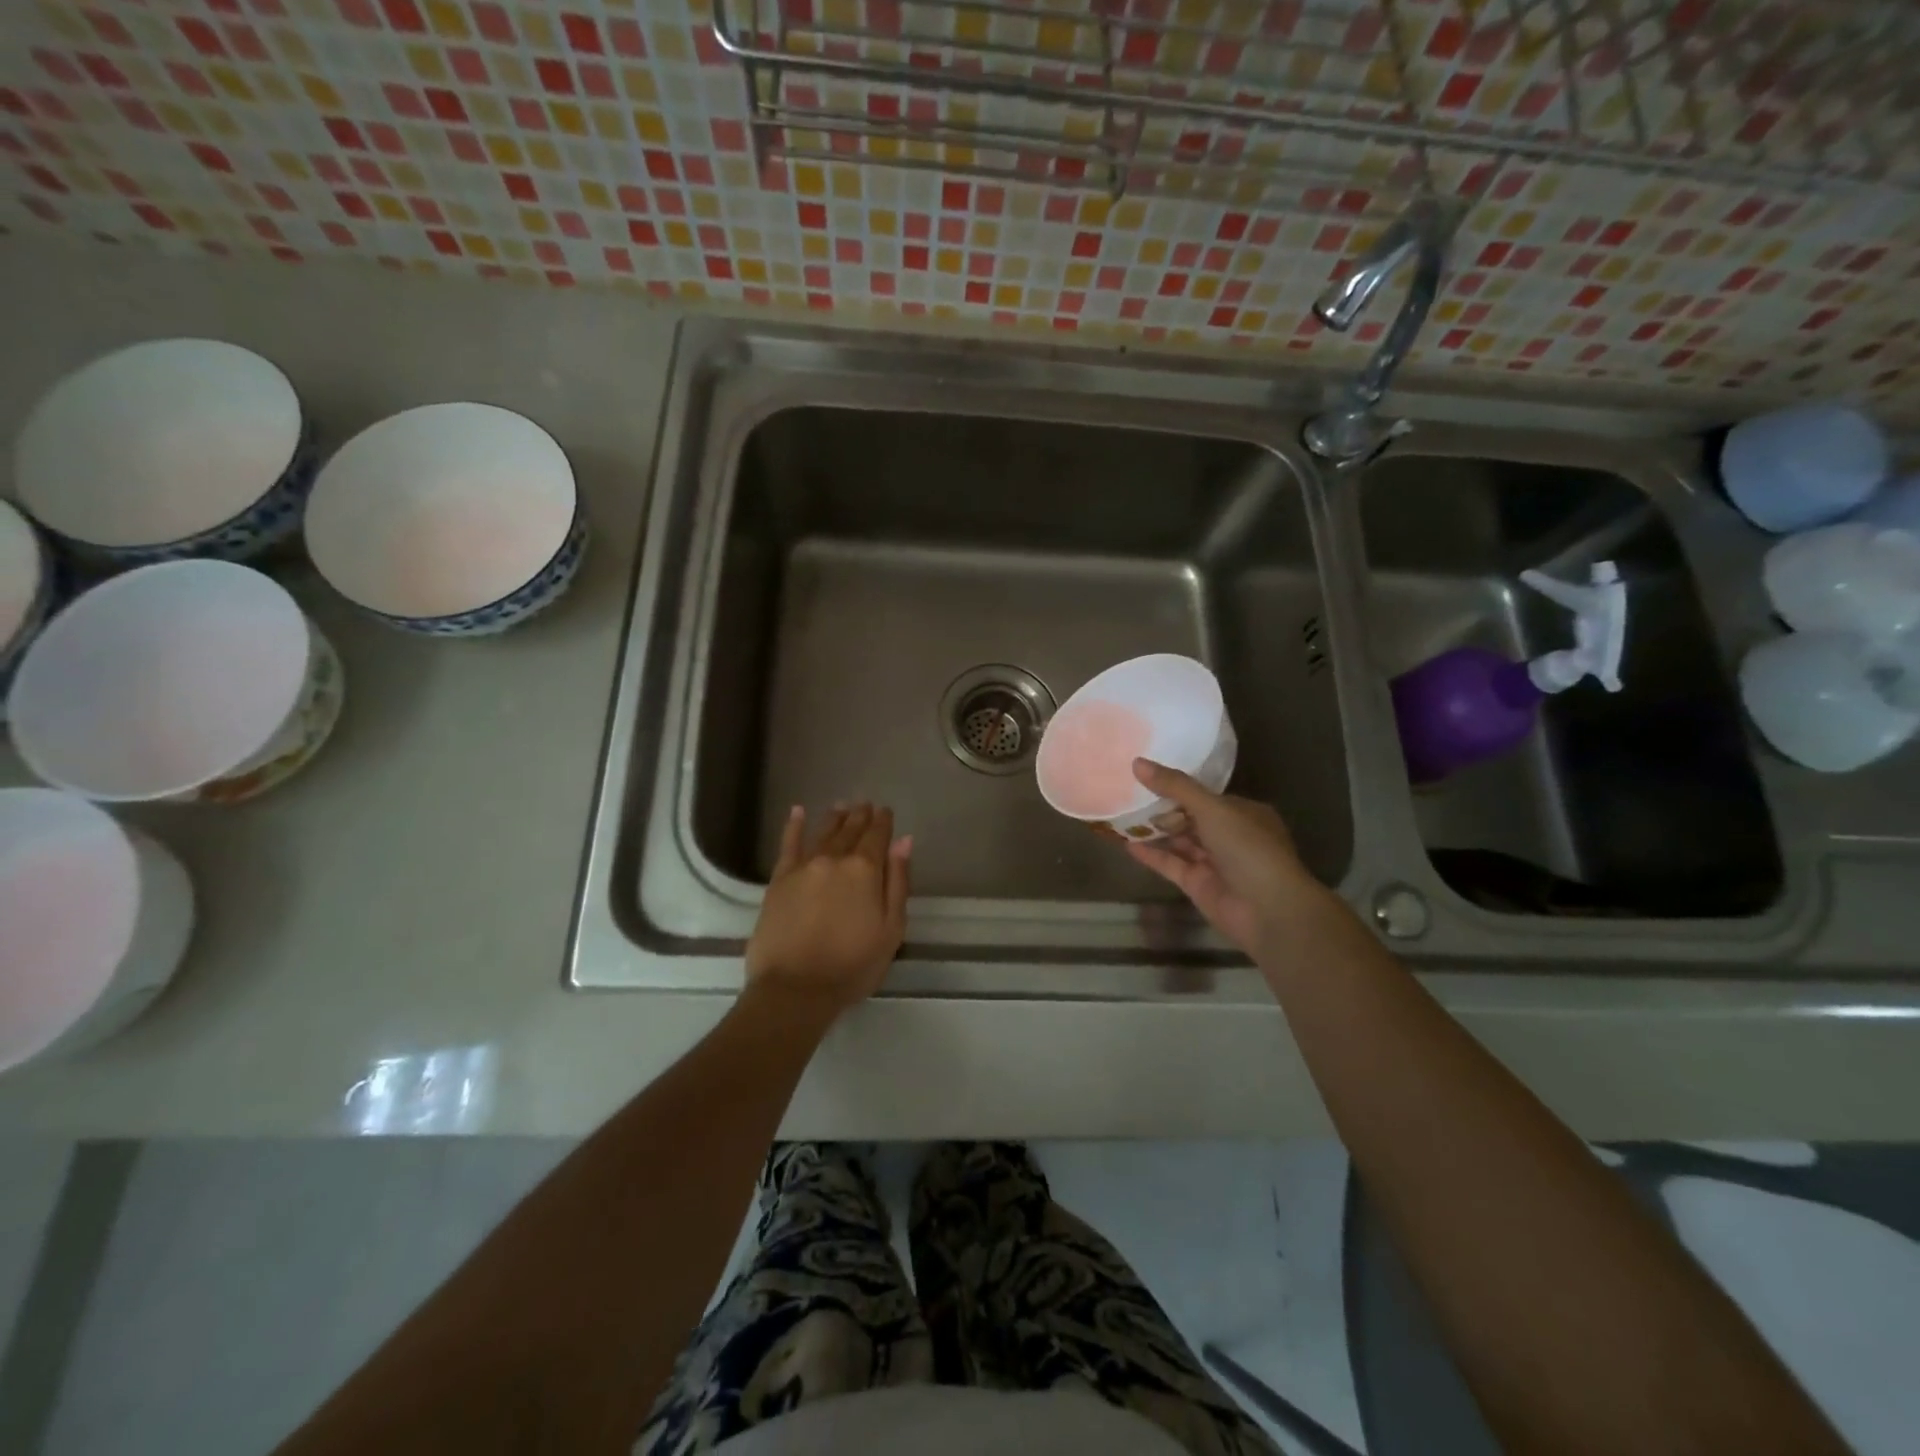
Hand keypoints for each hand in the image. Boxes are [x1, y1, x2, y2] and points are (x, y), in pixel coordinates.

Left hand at [745, 803, 910, 1019]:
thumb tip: (904, 841)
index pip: (877, 836)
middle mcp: (834, 859)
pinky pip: (789, 844)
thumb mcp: (891, 929)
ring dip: (835, 817)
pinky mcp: (779, 879)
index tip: (886, 811)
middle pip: (850, 830)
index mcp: (865, 870)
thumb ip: (898, 882)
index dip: (883, 822)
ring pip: (823, 833)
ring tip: (842, 806)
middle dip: (860, 816)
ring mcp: (804, 866)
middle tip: (865, 804)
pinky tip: (798, 811)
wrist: (795, 988)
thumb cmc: (852, 965)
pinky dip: (794, 826)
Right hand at [1125, 759, 1328, 957]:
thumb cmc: (1247, 848)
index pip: (1206, 796)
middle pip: (1190, 818)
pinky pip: (1170, 864)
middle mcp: (1230, 836)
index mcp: (1243, 813)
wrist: (1267, 909)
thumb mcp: (1211, 808)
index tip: (1146, 776)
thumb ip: (1175, 786)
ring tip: (1121, 814)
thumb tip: (1137, 762)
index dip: (1177, 786)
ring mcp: (1213, 862)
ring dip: (1153, 830)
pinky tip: (1126, 843)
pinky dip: (1151, 854)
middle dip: (1162, 808)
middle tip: (1128, 793)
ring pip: (1179, 841)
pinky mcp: (1197, 884)